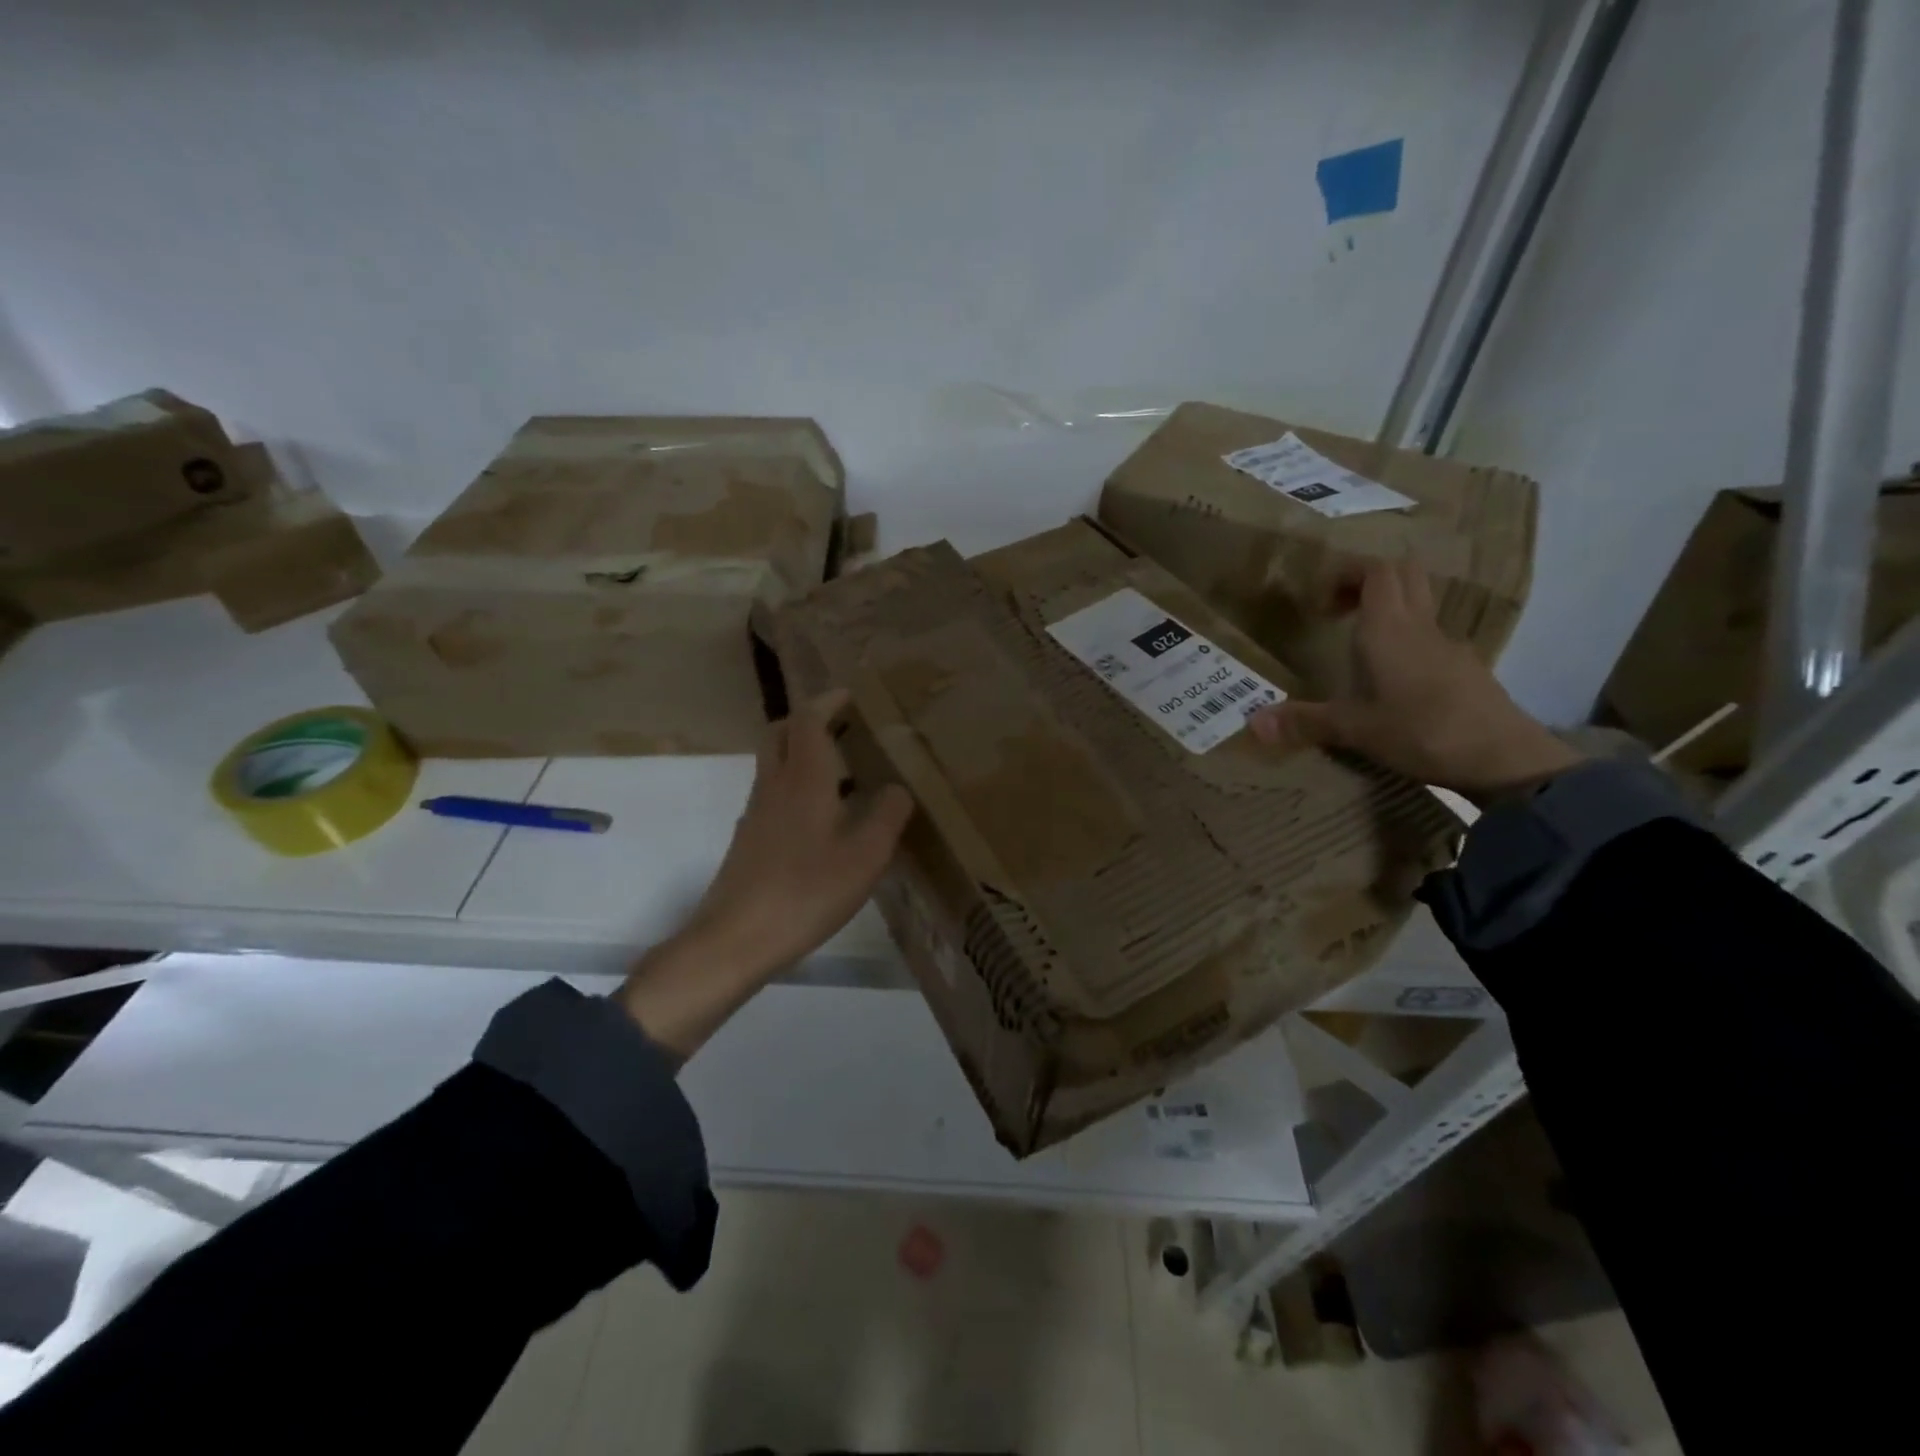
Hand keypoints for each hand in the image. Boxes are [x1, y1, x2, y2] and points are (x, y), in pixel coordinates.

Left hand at [617, 690, 914, 1056]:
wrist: (735, 940)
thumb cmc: (806, 892)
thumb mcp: (865, 857)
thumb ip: (887, 817)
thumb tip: (897, 789)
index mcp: (803, 779)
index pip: (807, 720)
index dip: (827, 701)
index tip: (849, 696)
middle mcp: (773, 787)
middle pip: (780, 734)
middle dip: (807, 721)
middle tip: (841, 728)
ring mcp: (755, 814)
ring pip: (774, 765)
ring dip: (802, 755)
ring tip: (844, 775)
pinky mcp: (749, 840)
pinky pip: (773, 796)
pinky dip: (797, 788)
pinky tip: (823, 821)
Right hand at [1247, 557, 1580, 805]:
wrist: (1504, 758)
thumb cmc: (1422, 731)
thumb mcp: (1354, 729)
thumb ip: (1304, 722)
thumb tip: (1252, 723)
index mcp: (1390, 628)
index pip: (1376, 570)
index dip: (1347, 574)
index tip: (1321, 603)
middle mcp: (1421, 627)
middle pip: (1403, 576)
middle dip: (1369, 583)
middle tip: (1339, 611)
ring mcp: (1449, 646)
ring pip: (1421, 606)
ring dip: (1391, 611)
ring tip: (1360, 647)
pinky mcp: (1466, 670)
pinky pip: (1432, 639)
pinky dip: (1409, 642)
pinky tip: (1394, 682)